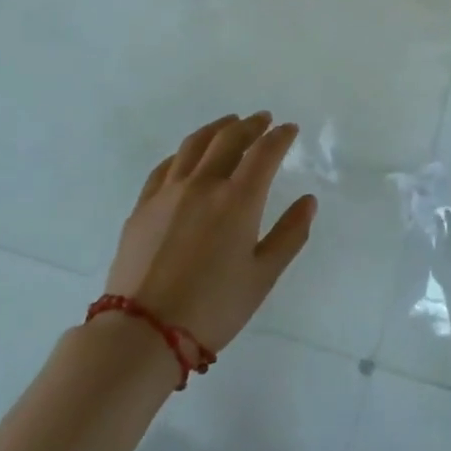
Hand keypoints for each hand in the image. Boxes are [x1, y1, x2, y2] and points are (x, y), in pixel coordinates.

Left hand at [105, 113, 316, 352]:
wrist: (143, 331)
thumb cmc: (213, 307)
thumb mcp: (263, 276)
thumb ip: (290, 234)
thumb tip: (308, 201)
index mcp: (237, 200)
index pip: (264, 153)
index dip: (280, 137)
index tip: (290, 129)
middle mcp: (203, 185)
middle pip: (229, 139)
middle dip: (250, 125)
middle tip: (263, 119)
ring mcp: (168, 192)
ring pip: (194, 145)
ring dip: (216, 128)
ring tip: (229, 123)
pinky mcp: (143, 206)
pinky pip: (166, 166)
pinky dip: (184, 152)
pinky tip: (187, 156)